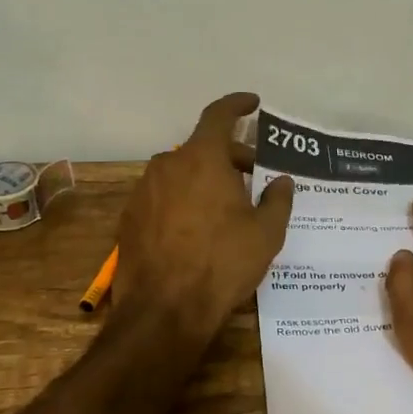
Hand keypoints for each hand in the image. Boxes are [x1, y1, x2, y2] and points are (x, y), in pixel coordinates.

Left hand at [115, 92, 294, 343]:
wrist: (163, 310)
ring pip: (181, 172)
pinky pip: (164, 196)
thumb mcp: (266, 233)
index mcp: (202, 158)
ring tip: (227, 208)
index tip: (253, 103)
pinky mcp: (130, 217)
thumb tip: (282, 180)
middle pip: (203, 148)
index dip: (237, 105)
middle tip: (253, 177)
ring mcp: (144, 190)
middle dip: (230, 157)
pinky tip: (197, 229)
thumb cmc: (222, 263)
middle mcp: (168, 164)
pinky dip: (183, 200)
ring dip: (205, 180)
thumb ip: (278, 199)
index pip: (219, 115)